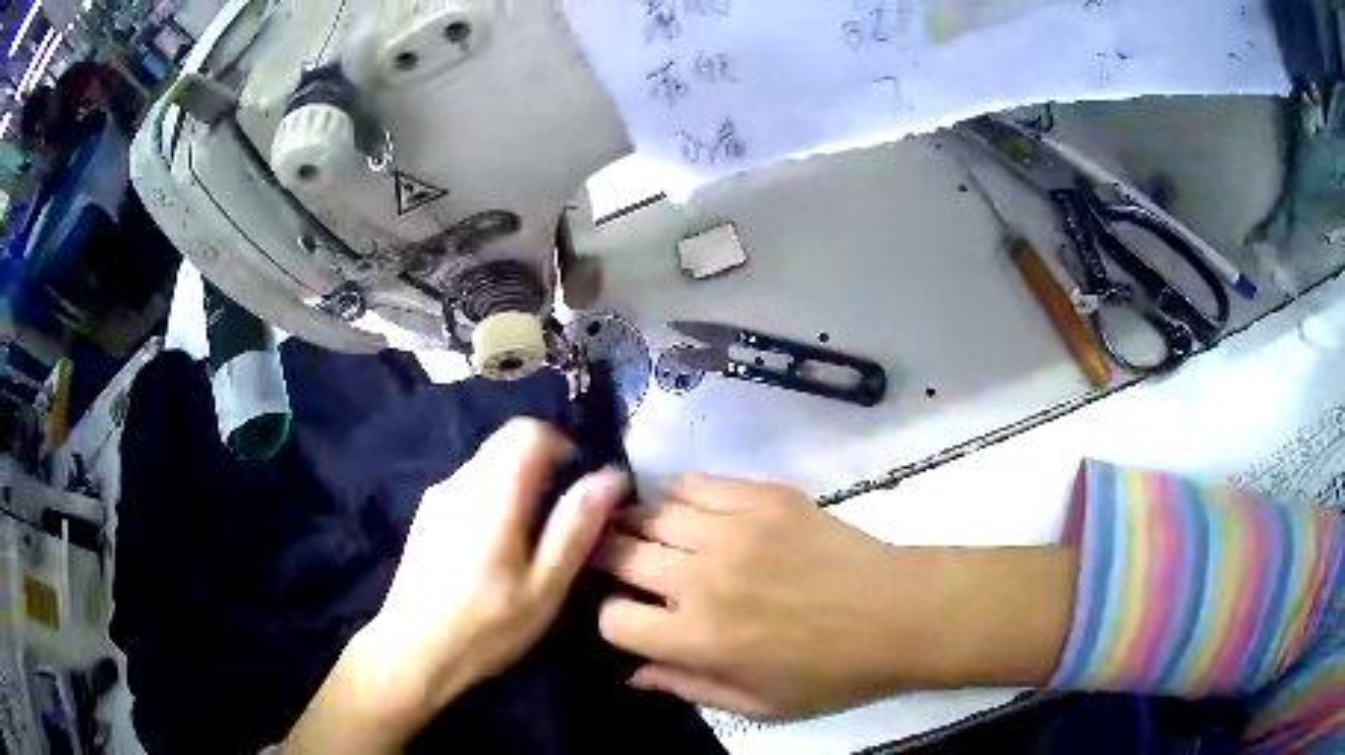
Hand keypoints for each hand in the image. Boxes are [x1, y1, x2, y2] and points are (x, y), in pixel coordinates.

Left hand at [285, 420, 626, 751]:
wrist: (413, 652)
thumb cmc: (486, 626)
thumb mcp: (545, 586)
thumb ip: (576, 527)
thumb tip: (610, 477)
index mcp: (492, 494)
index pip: (528, 431)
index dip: (563, 446)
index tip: (580, 488)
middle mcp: (460, 482)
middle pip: (507, 444)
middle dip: (543, 467)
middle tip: (561, 520)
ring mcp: (437, 497)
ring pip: (488, 466)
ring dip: (519, 485)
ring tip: (530, 543)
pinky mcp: (425, 516)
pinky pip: (469, 488)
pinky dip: (494, 500)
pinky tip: (494, 553)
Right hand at [595, 476, 1074, 720]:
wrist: (900, 614)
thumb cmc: (832, 673)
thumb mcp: (758, 705)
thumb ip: (686, 687)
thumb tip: (629, 673)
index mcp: (700, 639)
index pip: (613, 619)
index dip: (610, 620)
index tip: (627, 619)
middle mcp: (703, 579)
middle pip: (617, 554)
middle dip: (604, 561)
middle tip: (612, 566)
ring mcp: (733, 530)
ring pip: (650, 513)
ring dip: (636, 526)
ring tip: (641, 535)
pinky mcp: (762, 496)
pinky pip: (696, 483)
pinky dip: (677, 495)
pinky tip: (683, 510)